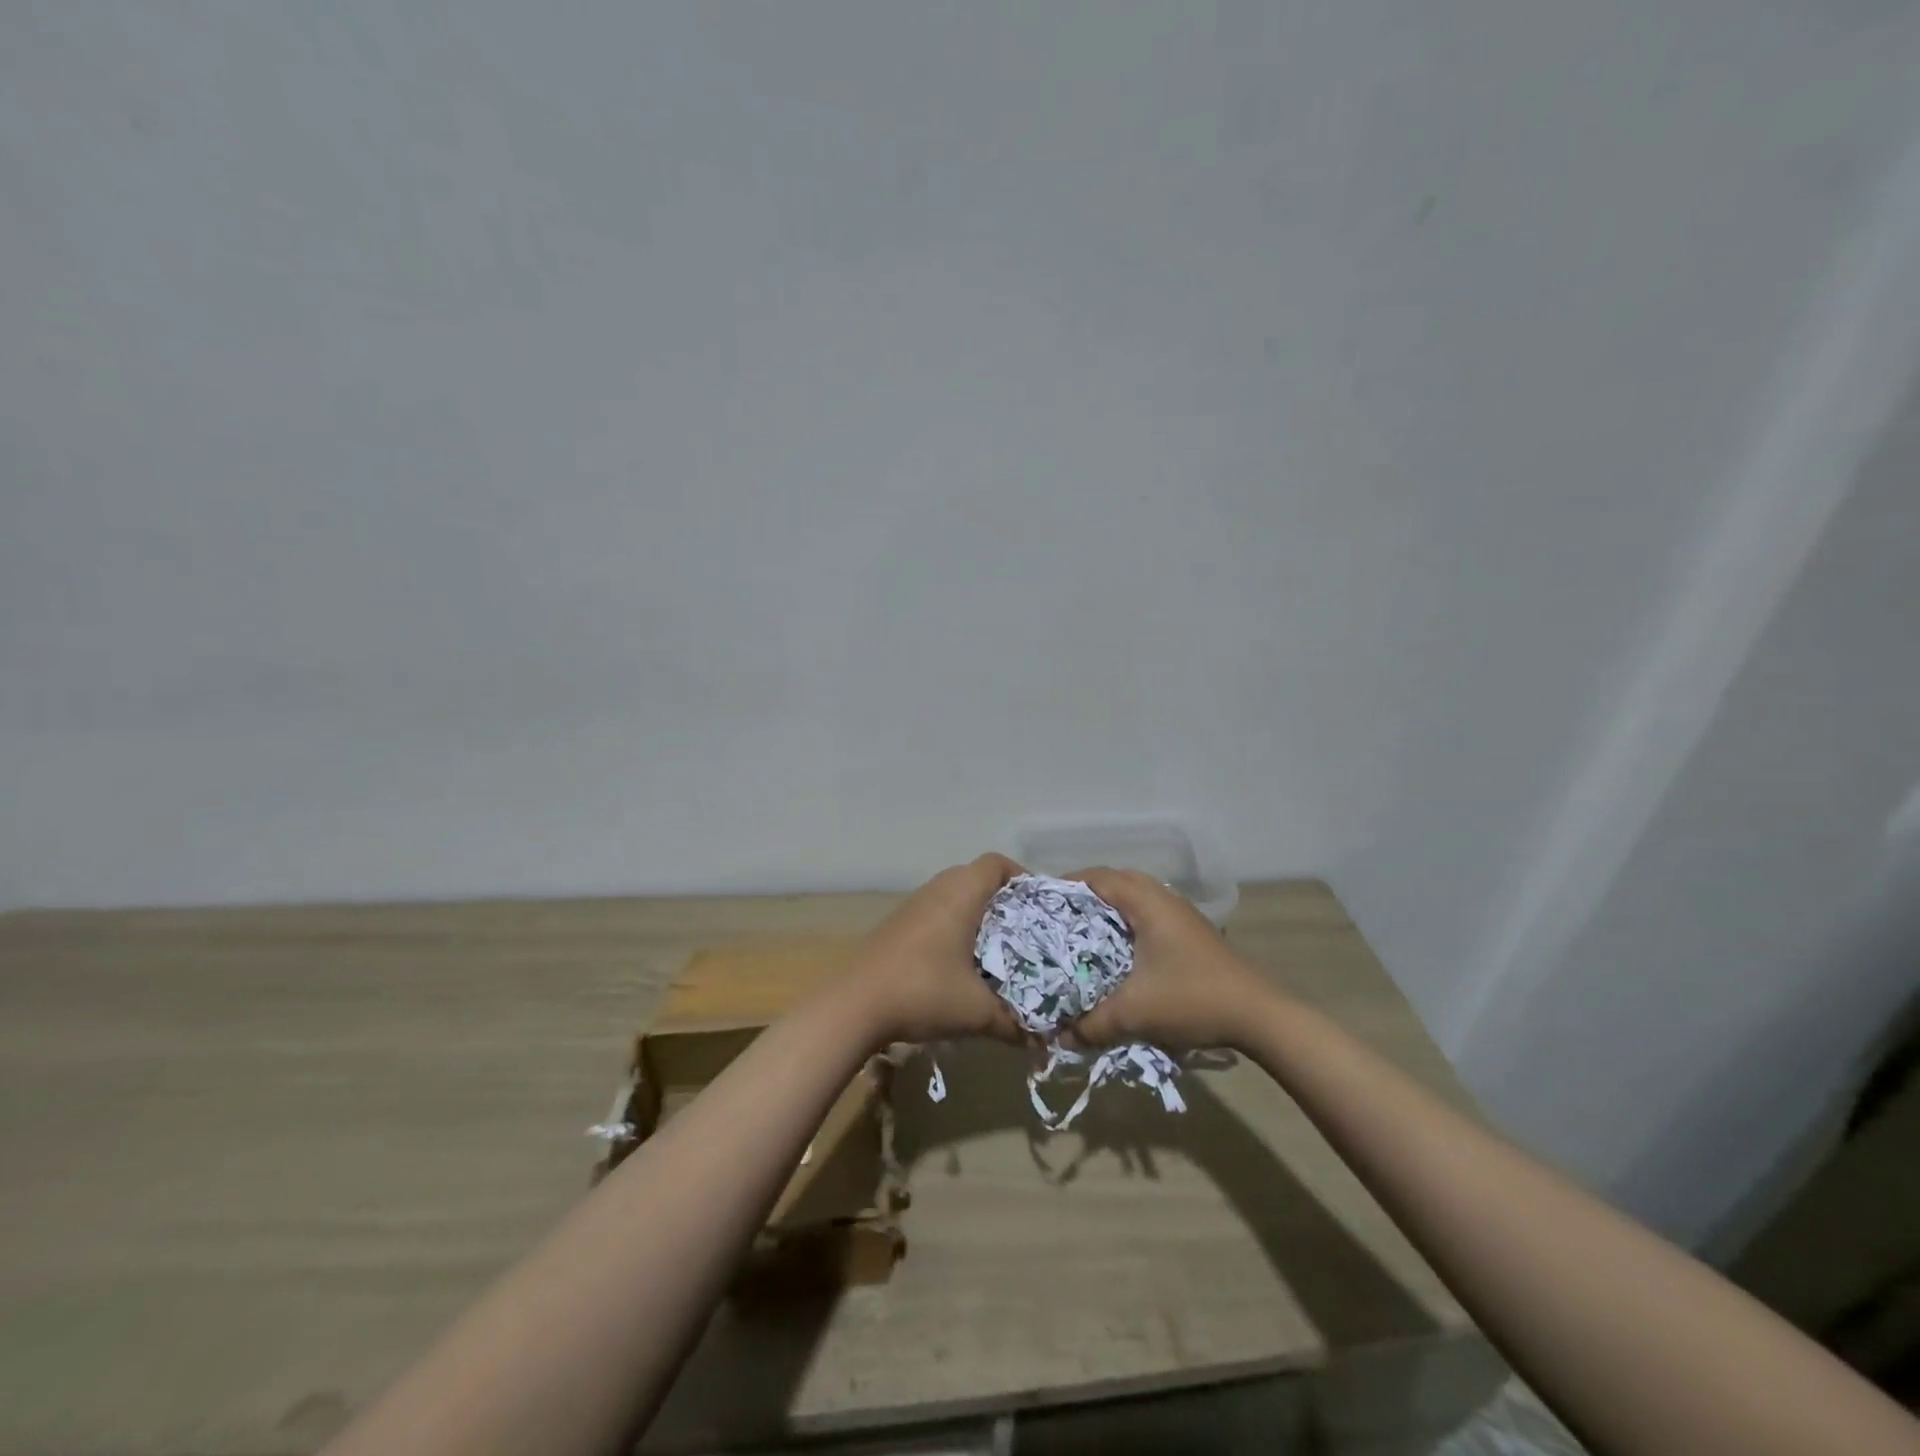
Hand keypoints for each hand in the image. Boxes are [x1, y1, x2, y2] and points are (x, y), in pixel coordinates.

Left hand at [844, 854, 1027, 1047]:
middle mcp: (937, 888)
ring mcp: (914, 904)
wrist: (855, 1005)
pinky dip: (954, 926)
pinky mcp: (898, 923)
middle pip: (978, 877)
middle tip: (1024, 932)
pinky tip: (959, 962)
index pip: (997, 863)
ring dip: (977, 915)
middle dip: (1004, 901)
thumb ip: (1015, 1022)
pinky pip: (937, 911)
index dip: (1021, 877)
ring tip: (996, 949)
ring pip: (955, 895)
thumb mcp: (977, 1012)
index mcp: (961, 893)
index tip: (1039, 907)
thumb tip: (1043, 1038)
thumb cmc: (923, 992)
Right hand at [1066, 867, 1273, 1052]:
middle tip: (1060, 919)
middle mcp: (1164, 898)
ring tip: (1085, 934)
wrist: (1260, 1015)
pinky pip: (1150, 913)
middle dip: (1086, 896)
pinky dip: (1129, 922)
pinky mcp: (1192, 932)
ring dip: (1110, 909)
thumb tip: (1059, 1037)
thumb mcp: (1134, 1014)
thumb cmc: (1192, 999)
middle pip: (1116, 881)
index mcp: (1147, 902)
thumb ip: (1092, 1024)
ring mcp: (1181, 914)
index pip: (1098, 877)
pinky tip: (1120, 952)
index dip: (1067, 885)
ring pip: (1136, 897)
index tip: (1043, 904)